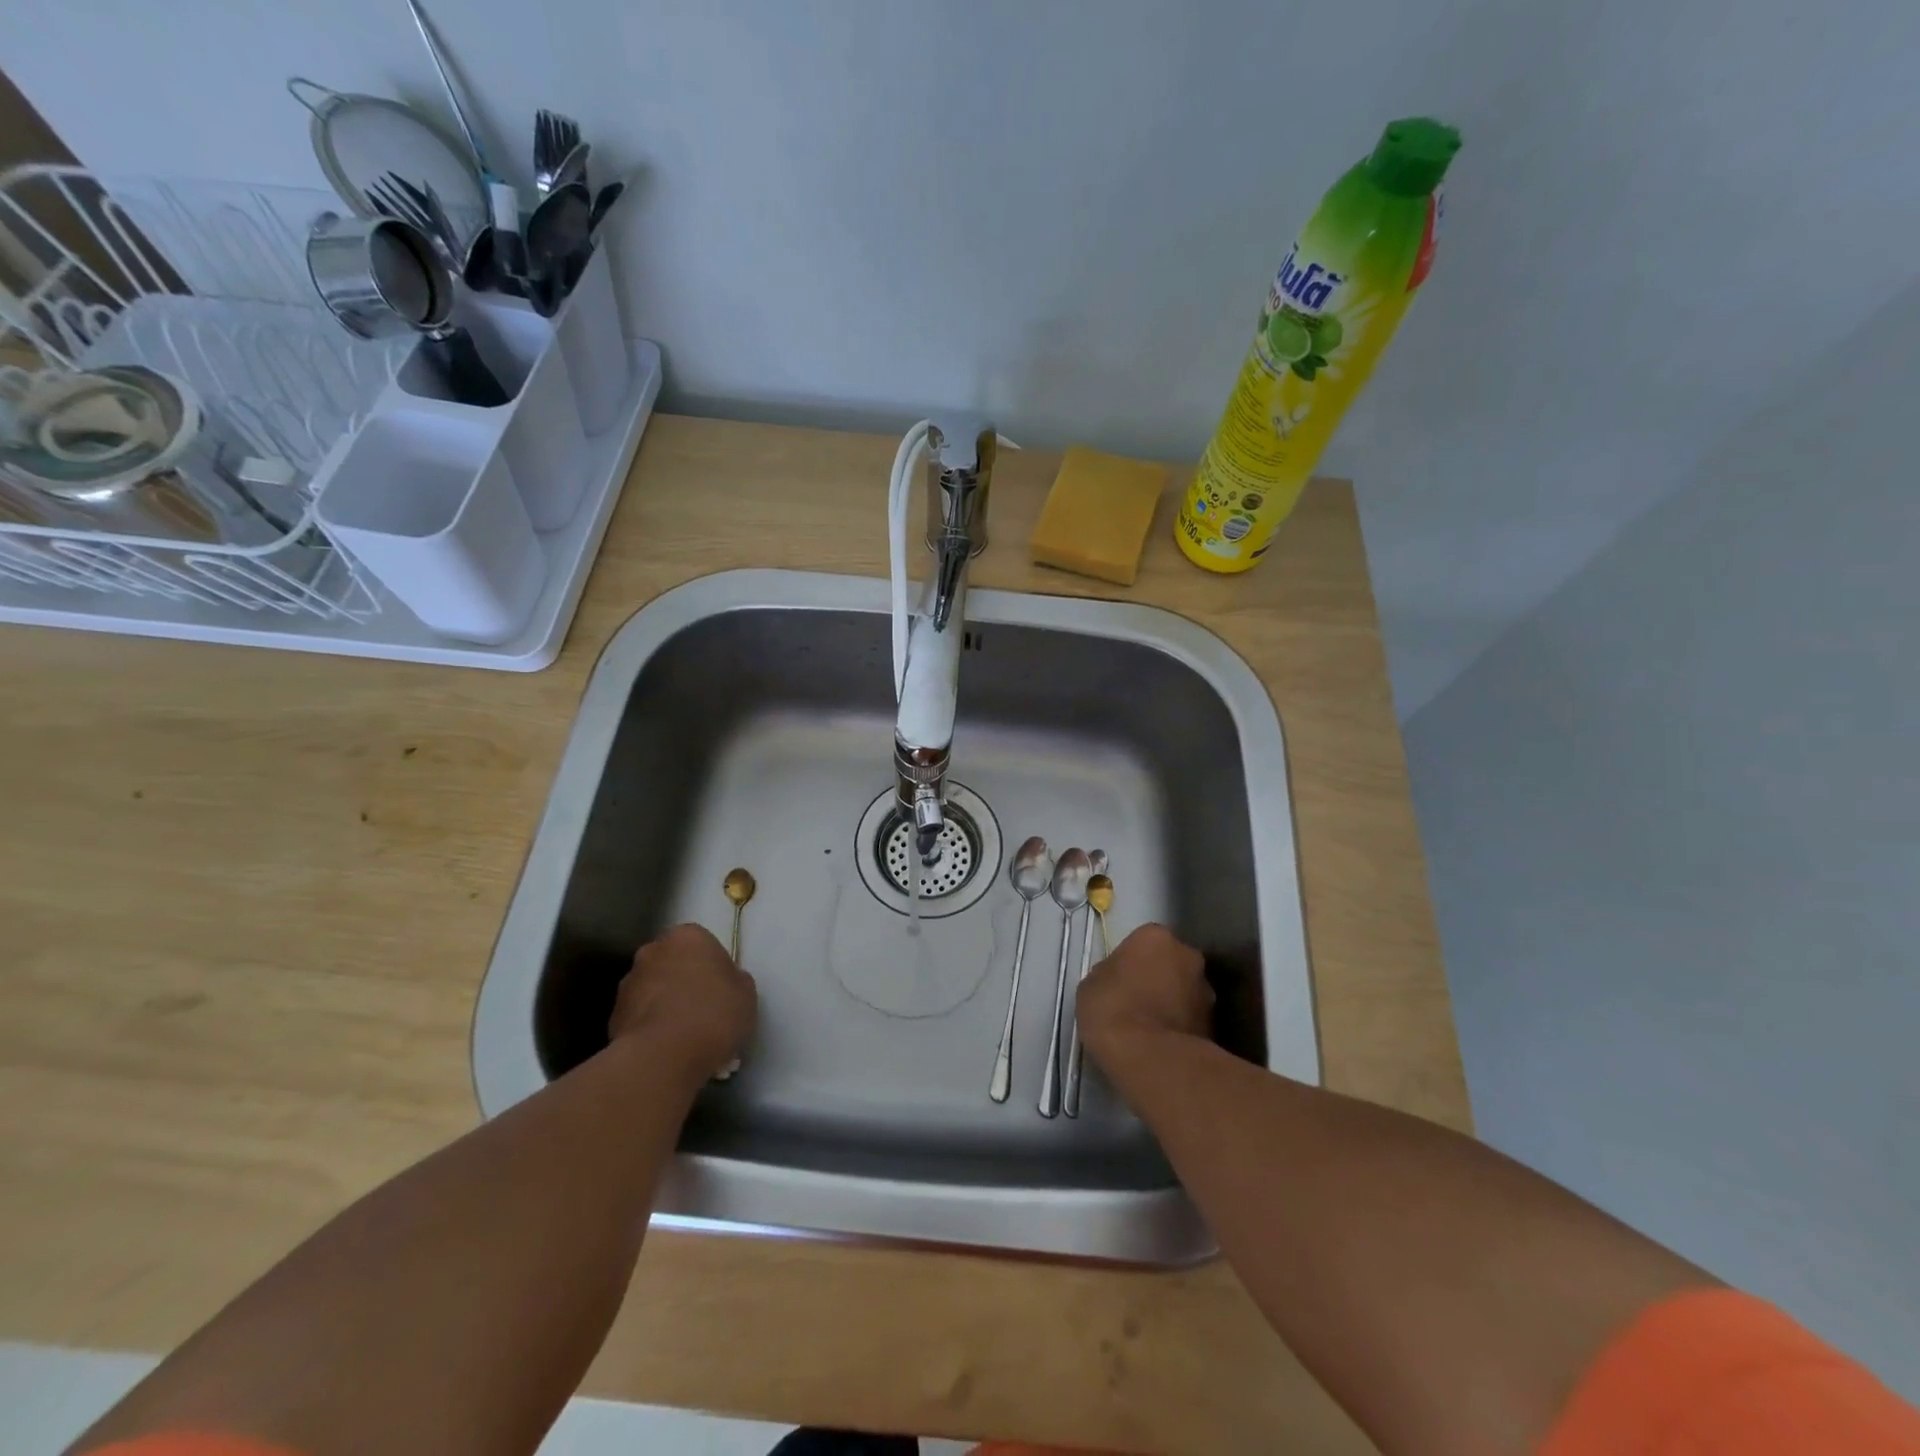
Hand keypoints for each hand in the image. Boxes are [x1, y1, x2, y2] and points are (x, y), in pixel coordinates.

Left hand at [609, 924, 756, 1081]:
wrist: (663, 1057)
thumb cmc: (713, 1014)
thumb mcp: (745, 993)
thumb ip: (734, 980)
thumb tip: (724, 983)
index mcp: (688, 936)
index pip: (701, 943)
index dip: (712, 966)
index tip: (722, 989)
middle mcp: (653, 951)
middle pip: (672, 963)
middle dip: (684, 981)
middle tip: (703, 1010)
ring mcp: (628, 983)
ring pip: (653, 990)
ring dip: (664, 1004)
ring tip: (683, 1037)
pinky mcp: (613, 1016)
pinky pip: (639, 1017)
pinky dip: (650, 1028)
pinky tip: (666, 1050)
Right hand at [1075, 923, 1213, 1065]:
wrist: (1150, 1058)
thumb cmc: (1113, 1009)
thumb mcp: (1091, 985)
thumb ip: (1109, 973)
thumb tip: (1118, 979)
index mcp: (1156, 937)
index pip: (1143, 941)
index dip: (1131, 960)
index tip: (1119, 979)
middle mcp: (1188, 955)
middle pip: (1170, 962)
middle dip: (1158, 976)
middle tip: (1137, 1000)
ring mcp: (1206, 990)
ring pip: (1184, 990)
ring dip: (1172, 1001)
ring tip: (1150, 1027)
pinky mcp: (1215, 1023)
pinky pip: (1191, 1017)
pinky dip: (1180, 1025)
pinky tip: (1161, 1043)